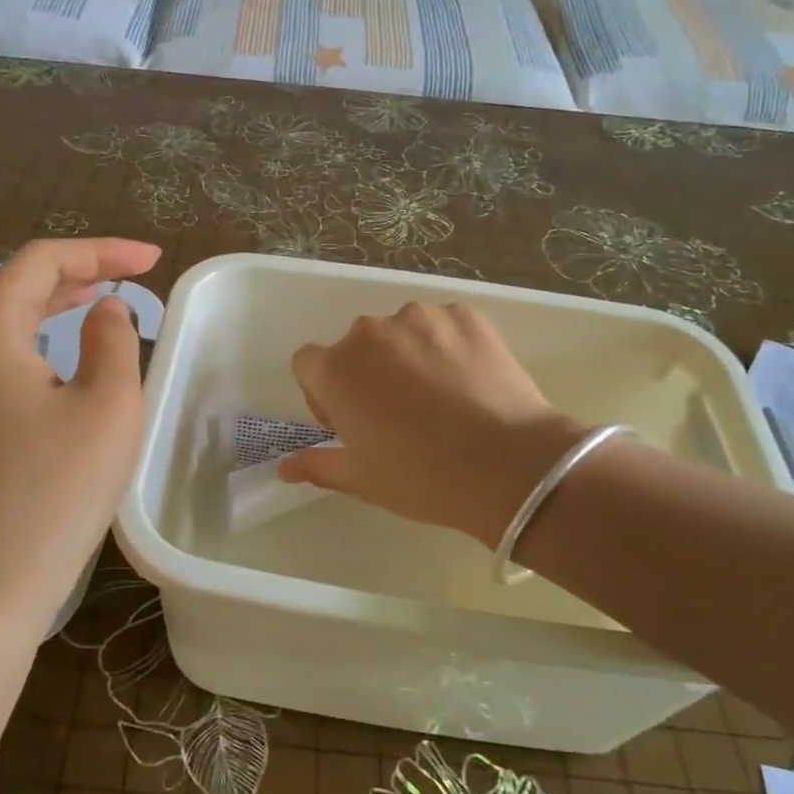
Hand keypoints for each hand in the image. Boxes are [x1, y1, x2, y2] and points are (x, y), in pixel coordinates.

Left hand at [0, 238, 161, 638]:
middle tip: (134, 275)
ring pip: (5, 324)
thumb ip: (113, 340)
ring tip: (103, 303)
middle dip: (79, 273)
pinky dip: (39, 344)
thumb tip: (105, 312)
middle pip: (18, 287)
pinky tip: (66, 361)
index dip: (101, 250)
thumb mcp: (107, 406)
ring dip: (57, 307)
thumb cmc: (53, 492)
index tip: (152, 260)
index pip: (42, 261)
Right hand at [280, 302, 584, 547]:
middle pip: (355, 345)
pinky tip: (468, 381)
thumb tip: (283, 468)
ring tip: (439, 396)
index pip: (308, 362)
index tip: (349, 421)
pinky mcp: (464, 314)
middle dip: (367, 372)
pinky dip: (446, 346)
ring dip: (406, 356)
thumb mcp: (362, 479)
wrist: (509, 465)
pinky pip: (442, 325)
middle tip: (397, 414)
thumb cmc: (422, 477)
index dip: (323, 392)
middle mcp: (370, 332)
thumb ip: (317, 465)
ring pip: (400, 332)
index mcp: (336, 369)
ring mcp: (420, 317)